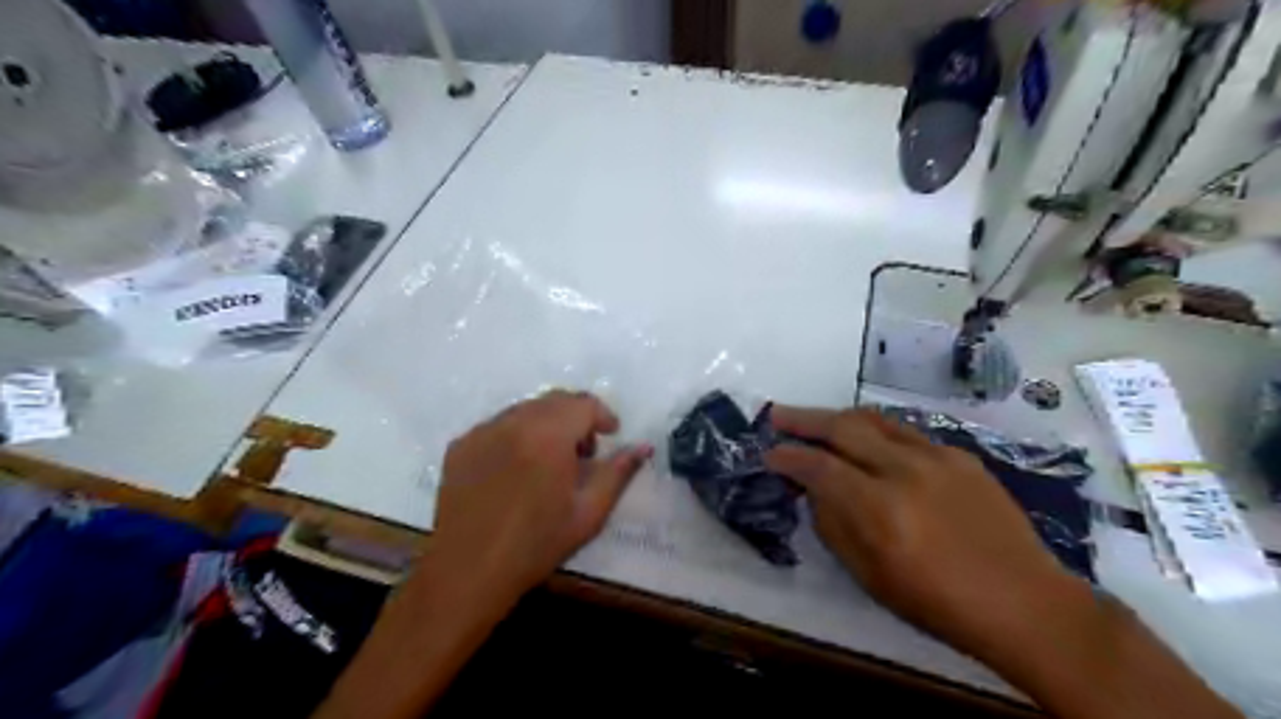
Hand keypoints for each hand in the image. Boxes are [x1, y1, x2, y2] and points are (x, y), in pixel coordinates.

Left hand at [429, 389, 653, 597]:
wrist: (467, 572)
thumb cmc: (536, 545)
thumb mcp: (588, 512)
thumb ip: (618, 472)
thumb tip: (643, 446)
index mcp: (548, 435)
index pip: (583, 404)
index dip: (603, 415)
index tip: (611, 435)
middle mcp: (513, 422)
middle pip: (554, 400)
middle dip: (576, 418)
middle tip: (584, 453)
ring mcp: (482, 431)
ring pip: (526, 410)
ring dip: (547, 424)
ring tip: (550, 462)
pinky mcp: (460, 445)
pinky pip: (499, 425)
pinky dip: (518, 435)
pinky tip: (518, 470)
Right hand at [765, 407, 1083, 658]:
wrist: (1026, 602)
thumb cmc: (938, 603)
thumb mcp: (870, 577)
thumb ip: (834, 526)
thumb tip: (813, 490)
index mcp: (880, 509)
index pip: (819, 467)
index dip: (787, 456)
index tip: (768, 454)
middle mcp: (906, 470)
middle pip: (843, 428)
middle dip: (803, 419)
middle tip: (777, 415)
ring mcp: (937, 457)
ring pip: (874, 420)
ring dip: (838, 417)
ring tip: (816, 420)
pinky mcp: (959, 455)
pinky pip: (905, 432)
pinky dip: (876, 431)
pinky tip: (868, 441)